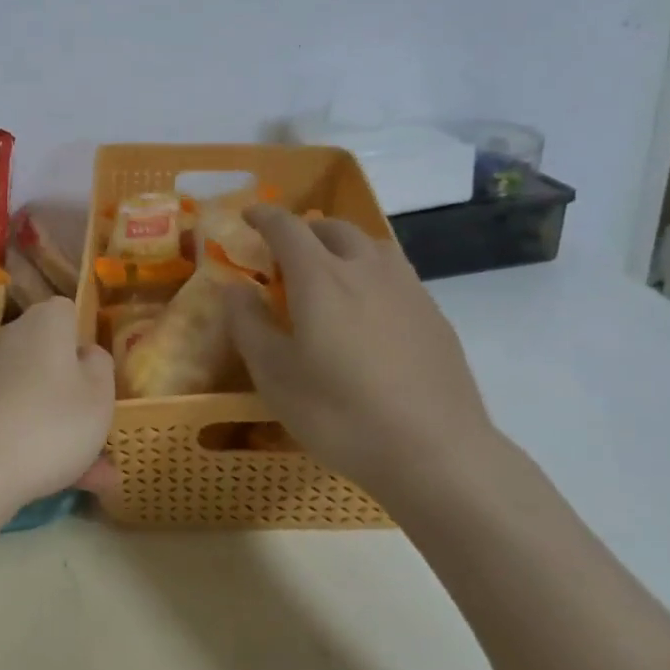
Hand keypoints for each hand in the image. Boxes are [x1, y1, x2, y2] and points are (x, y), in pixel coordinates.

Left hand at [0, 297, 114, 515]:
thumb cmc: (51, 425)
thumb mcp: (100, 397)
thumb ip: (100, 367)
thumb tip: (86, 353)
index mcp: (44, 322)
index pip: (67, 312)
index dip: (84, 340)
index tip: (95, 374)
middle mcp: (8, 336)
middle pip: (46, 354)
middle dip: (70, 389)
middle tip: (94, 430)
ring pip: (30, 393)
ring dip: (53, 423)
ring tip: (86, 476)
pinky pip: (7, 416)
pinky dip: (26, 440)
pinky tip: (48, 481)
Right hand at [226, 207, 499, 500]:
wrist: (435, 453)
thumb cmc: (339, 413)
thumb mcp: (273, 374)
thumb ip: (248, 324)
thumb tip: (234, 287)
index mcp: (320, 277)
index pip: (287, 227)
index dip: (264, 216)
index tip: (248, 216)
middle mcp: (365, 270)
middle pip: (333, 228)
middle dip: (304, 230)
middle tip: (286, 254)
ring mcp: (407, 290)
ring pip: (371, 245)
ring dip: (343, 246)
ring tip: (330, 273)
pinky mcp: (434, 315)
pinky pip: (396, 274)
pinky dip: (371, 273)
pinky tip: (369, 310)